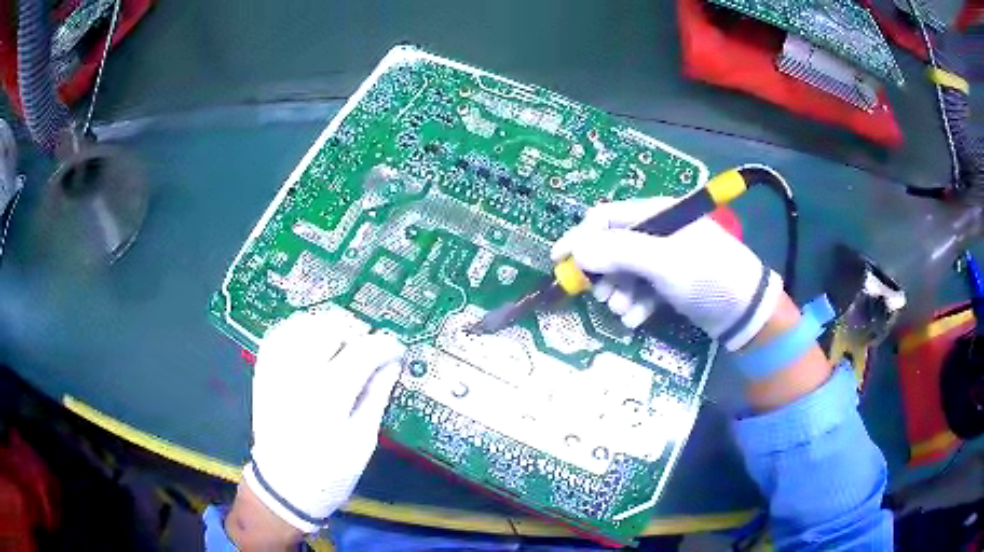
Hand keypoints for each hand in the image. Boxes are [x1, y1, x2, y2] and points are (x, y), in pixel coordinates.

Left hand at [240, 310, 404, 533]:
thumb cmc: (329, 473)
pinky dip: (296, 328)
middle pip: (331, 327)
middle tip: (368, 349)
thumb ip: (376, 397)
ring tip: (341, 342)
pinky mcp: (263, 374)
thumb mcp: (363, 441)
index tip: (396, 351)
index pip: (363, 350)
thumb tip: (391, 363)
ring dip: (327, 326)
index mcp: (329, 395)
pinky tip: (310, 338)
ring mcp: (276, 371)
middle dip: (357, 331)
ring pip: (303, 324)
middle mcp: (299, 374)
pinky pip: (277, 335)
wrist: (283, 487)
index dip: (386, 345)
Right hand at [551, 196, 782, 350]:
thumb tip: (575, 252)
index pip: (606, 217)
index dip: (580, 238)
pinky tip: (638, 318)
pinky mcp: (670, 281)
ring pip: (624, 271)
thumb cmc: (708, 277)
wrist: (747, 311)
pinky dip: (635, 303)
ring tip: (624, 311)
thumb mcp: (664, 262)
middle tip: (601, 296)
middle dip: (603, 273)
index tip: (559, 262)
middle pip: (612, 247)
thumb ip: (619, 253)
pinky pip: (640, 288)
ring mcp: (664, 258)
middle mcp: (657, 231)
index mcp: (657, 213)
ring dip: (618, 293)